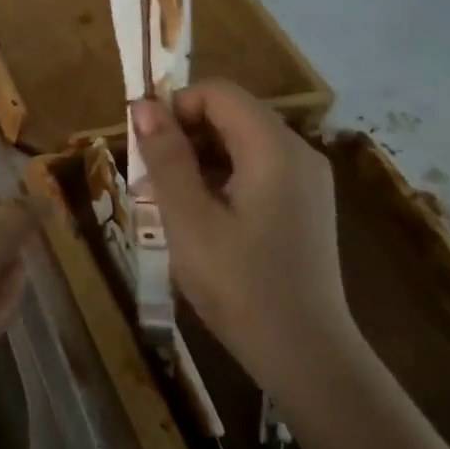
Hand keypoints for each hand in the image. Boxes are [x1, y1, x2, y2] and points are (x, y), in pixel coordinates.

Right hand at [128, 81, 361, 404]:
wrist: (305, 355)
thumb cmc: (239, 284)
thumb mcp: (188, 218)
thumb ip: (166, 156)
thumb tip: (143, 105)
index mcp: (274, 149)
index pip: (218, 93)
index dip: (175, 106)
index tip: (144, 145)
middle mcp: (298, 153)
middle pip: (231, 114)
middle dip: (183, 133)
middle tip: (149, 177)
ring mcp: (306, 181)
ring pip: (240, 142)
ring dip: (197, 157)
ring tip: (167, 202)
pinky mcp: (304, 205)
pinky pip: (255, 169)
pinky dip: (220, 177)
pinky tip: (199, 217)